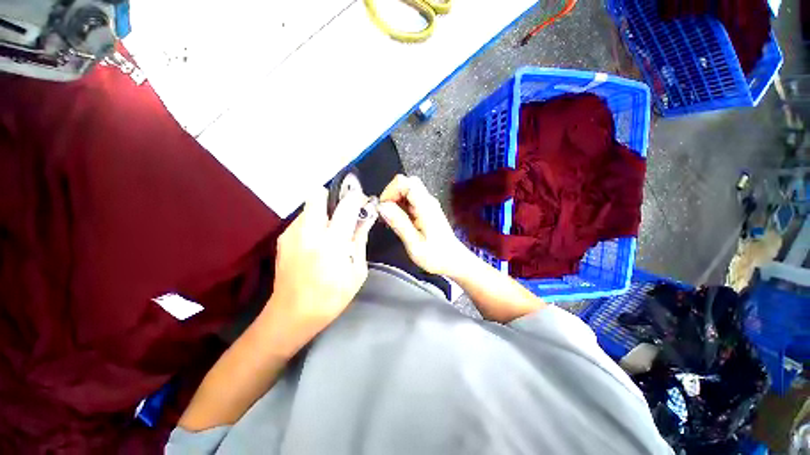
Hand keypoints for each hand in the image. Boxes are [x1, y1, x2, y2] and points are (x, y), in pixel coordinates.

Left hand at [264, 187, 375, 354]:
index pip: (347, 204)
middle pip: (318, 194)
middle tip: (344, 214)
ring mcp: (291, 233)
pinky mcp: (283, 238)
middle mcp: (308, 231)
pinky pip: (302, 219)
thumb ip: (360, 239)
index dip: (357, 197)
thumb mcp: (357, 271)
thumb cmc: (332, 296)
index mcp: (332, 241)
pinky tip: (317, 243)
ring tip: (331, 233)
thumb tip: (366, 217)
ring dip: (324, 212)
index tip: (364, 202)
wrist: (291, 315)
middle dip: (334, 198)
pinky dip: (313, 223)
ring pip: (309, 206)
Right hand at [378, 175, 469, 275]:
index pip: (405, 182)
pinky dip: (400, 206)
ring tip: (391, 220)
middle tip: (386, 214)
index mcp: (425, 206)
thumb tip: (382, 206)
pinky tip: (399, 221)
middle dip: (391, 195)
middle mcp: (427, 201)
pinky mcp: (426, 209)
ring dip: (395, 201)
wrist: (453, 260)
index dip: (390, 191)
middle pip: (406, 183)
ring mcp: (428, 204)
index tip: (384, 208)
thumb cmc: (435, 256)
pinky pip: (410, 200)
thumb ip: (399, 223)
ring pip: (407, 190)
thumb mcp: (414, 244)